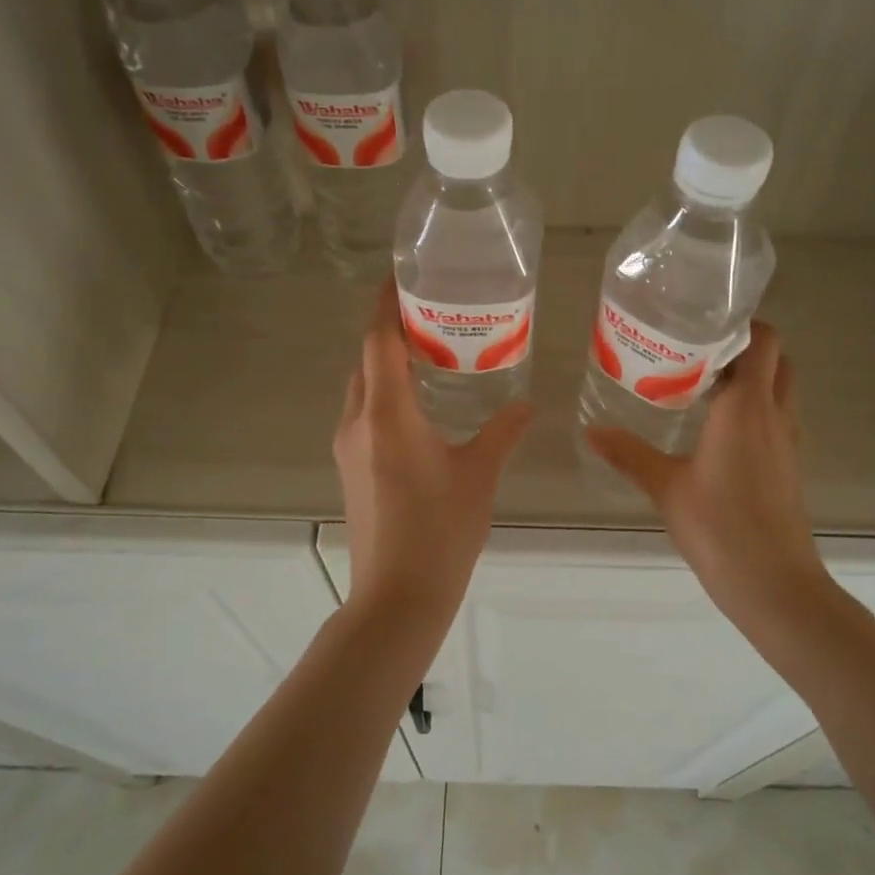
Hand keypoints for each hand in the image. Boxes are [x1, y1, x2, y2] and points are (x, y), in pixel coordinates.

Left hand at [333, 280, 532, 617]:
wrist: (397, 598)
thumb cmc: (440, 531)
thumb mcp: (479, 475)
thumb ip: (503, 432)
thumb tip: (527, 404)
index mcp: (386, 414)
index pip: (378, 340)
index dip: (386, 303)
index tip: (401, 276)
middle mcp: (358, 422)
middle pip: (366, 360)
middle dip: (389, 330)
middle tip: (430, 312)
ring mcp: (348, 448)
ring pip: (362, 388)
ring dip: (386, 363)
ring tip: (428, 352)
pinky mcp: (351, 469)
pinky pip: (364, 414)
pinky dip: (385, 394)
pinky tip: (419, 404)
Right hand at [586, 322, 827, 631]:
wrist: (775, 585)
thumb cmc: (720, 527)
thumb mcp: (666, 487)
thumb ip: (629, 454)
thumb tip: (591, 430)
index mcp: (747, 407)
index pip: (763, 342)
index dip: (742, 326)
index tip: (704, 324)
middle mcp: (775, 416)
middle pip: (776, 361)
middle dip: (745, 349)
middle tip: (699, 353)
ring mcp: (788, 442)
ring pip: (780, 391)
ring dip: (752, 380)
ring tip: (701, 386)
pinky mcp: (789, 467)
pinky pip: (776, 420)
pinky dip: (754, 410)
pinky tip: (716, 431)